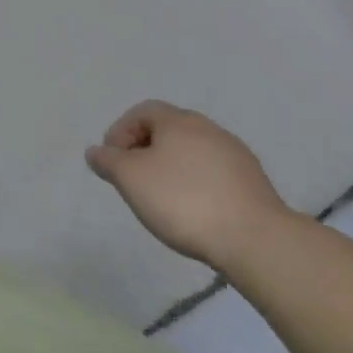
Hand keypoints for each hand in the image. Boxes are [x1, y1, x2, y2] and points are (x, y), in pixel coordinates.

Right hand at [85, 101, 292, 271]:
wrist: (256, 240)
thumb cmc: (183, 200)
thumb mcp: (130, 179)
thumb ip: (108, 161)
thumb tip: (96, 151)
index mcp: (178, 120)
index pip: (142, 112)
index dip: (120, 132)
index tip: (112, 161)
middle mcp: (208, 128)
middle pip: (168, 130)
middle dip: (146, 150)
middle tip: (133, 179)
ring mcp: (236, 155)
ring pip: (193, 153)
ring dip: (173, 168)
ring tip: (163, 199)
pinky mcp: (255, 183)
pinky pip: (214, 174)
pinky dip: (198, 185)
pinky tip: (195, 211)